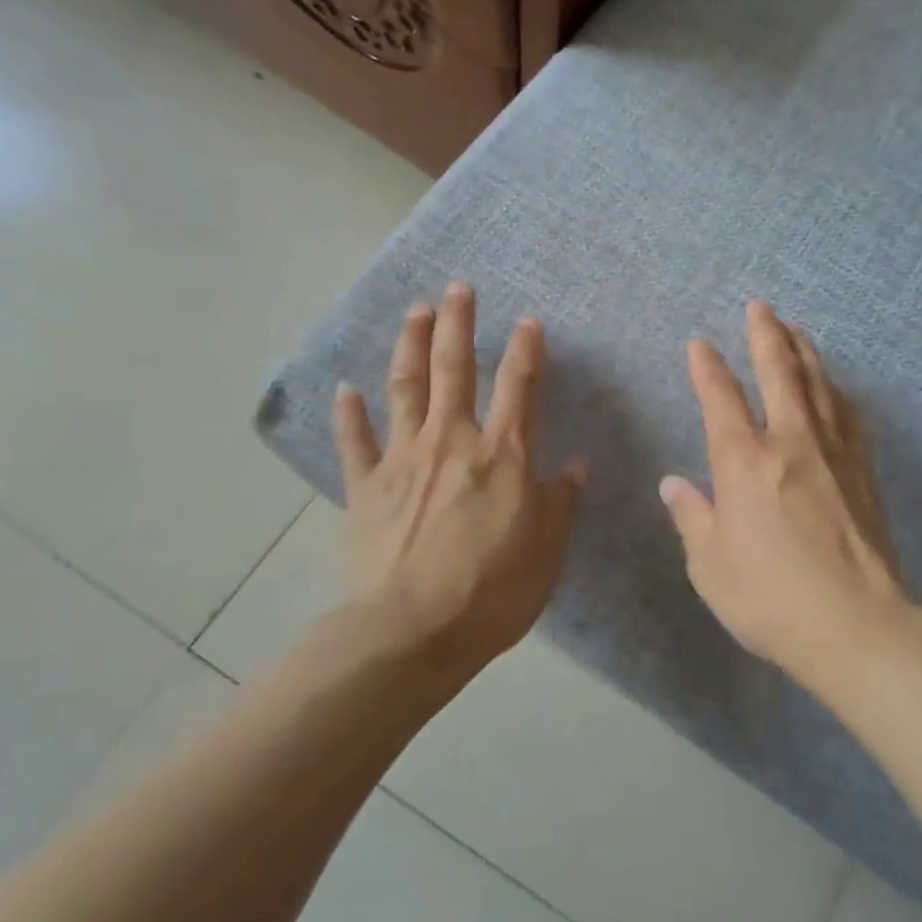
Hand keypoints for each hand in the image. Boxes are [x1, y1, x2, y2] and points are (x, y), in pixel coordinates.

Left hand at [332, 282, 584, 678]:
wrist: (411, 633)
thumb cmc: (493, 591)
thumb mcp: (547, 550)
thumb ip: (560, 501)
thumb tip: (576, 464)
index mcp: (503, 455)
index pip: (520, 387)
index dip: (526, 350)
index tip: (528, 321)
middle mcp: (452, 442)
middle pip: (456, 370)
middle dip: (459, 325)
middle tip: (458, 288)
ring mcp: (403, 460)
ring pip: (406, 388)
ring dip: (411, 345)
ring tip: (416, 311)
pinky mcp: (365, 487)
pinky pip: (356, 442)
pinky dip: (350, 414)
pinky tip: (345, 388)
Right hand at [660, 299, 907, 686]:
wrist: (858, 625)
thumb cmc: (771, 599)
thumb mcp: (711, 566)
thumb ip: (692, 517)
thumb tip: (674, 483)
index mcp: (744, 462)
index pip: (721, 398)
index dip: (708, 367)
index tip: (700, 343)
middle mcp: (789, 442)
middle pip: (779, 372)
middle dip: (766, 335)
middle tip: (760, 307)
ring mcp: (833, 452)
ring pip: (818, 384)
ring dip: (804, 351)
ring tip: (795, 329)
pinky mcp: (863, 469)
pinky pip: (848, 414)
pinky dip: (836, 390)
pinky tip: (835, 386)